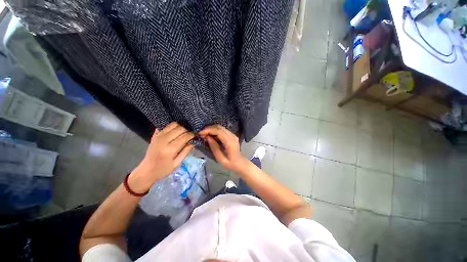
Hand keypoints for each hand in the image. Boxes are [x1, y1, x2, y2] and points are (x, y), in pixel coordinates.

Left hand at [128, 122, 194, 192]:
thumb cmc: (163, 169)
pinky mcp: (155, 135)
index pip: (184, 137)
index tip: (196, 135)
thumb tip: (193, 141)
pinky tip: (176, 130)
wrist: (146, 170)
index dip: (192, 135)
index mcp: (170, 149)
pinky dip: (172, 126)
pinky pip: (165, 126)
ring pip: (173, 125)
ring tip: (184, 131)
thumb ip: (186, 151)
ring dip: (181, 126)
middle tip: (191, 133)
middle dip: (187, 130)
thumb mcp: (177, 163)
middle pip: (179, 128)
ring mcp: (158, 136)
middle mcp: (163, 140)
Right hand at [199, 125, 248, 172]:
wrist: (240, 163)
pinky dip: (215, 131)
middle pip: (219, 127)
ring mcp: (233, 135)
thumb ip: (214, 148)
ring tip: (204, 135)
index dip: (209, 130)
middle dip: (209, 129)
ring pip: (221, 127)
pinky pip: (222, 130)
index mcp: (230, 142)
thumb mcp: (221, 159)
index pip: (219, 131)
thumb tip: (207, 137)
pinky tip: (211, 136)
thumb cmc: (231, 164)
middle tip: (201, 134)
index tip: (200, 133)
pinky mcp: (232, 135)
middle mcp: (232, 136)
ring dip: (212, 129)